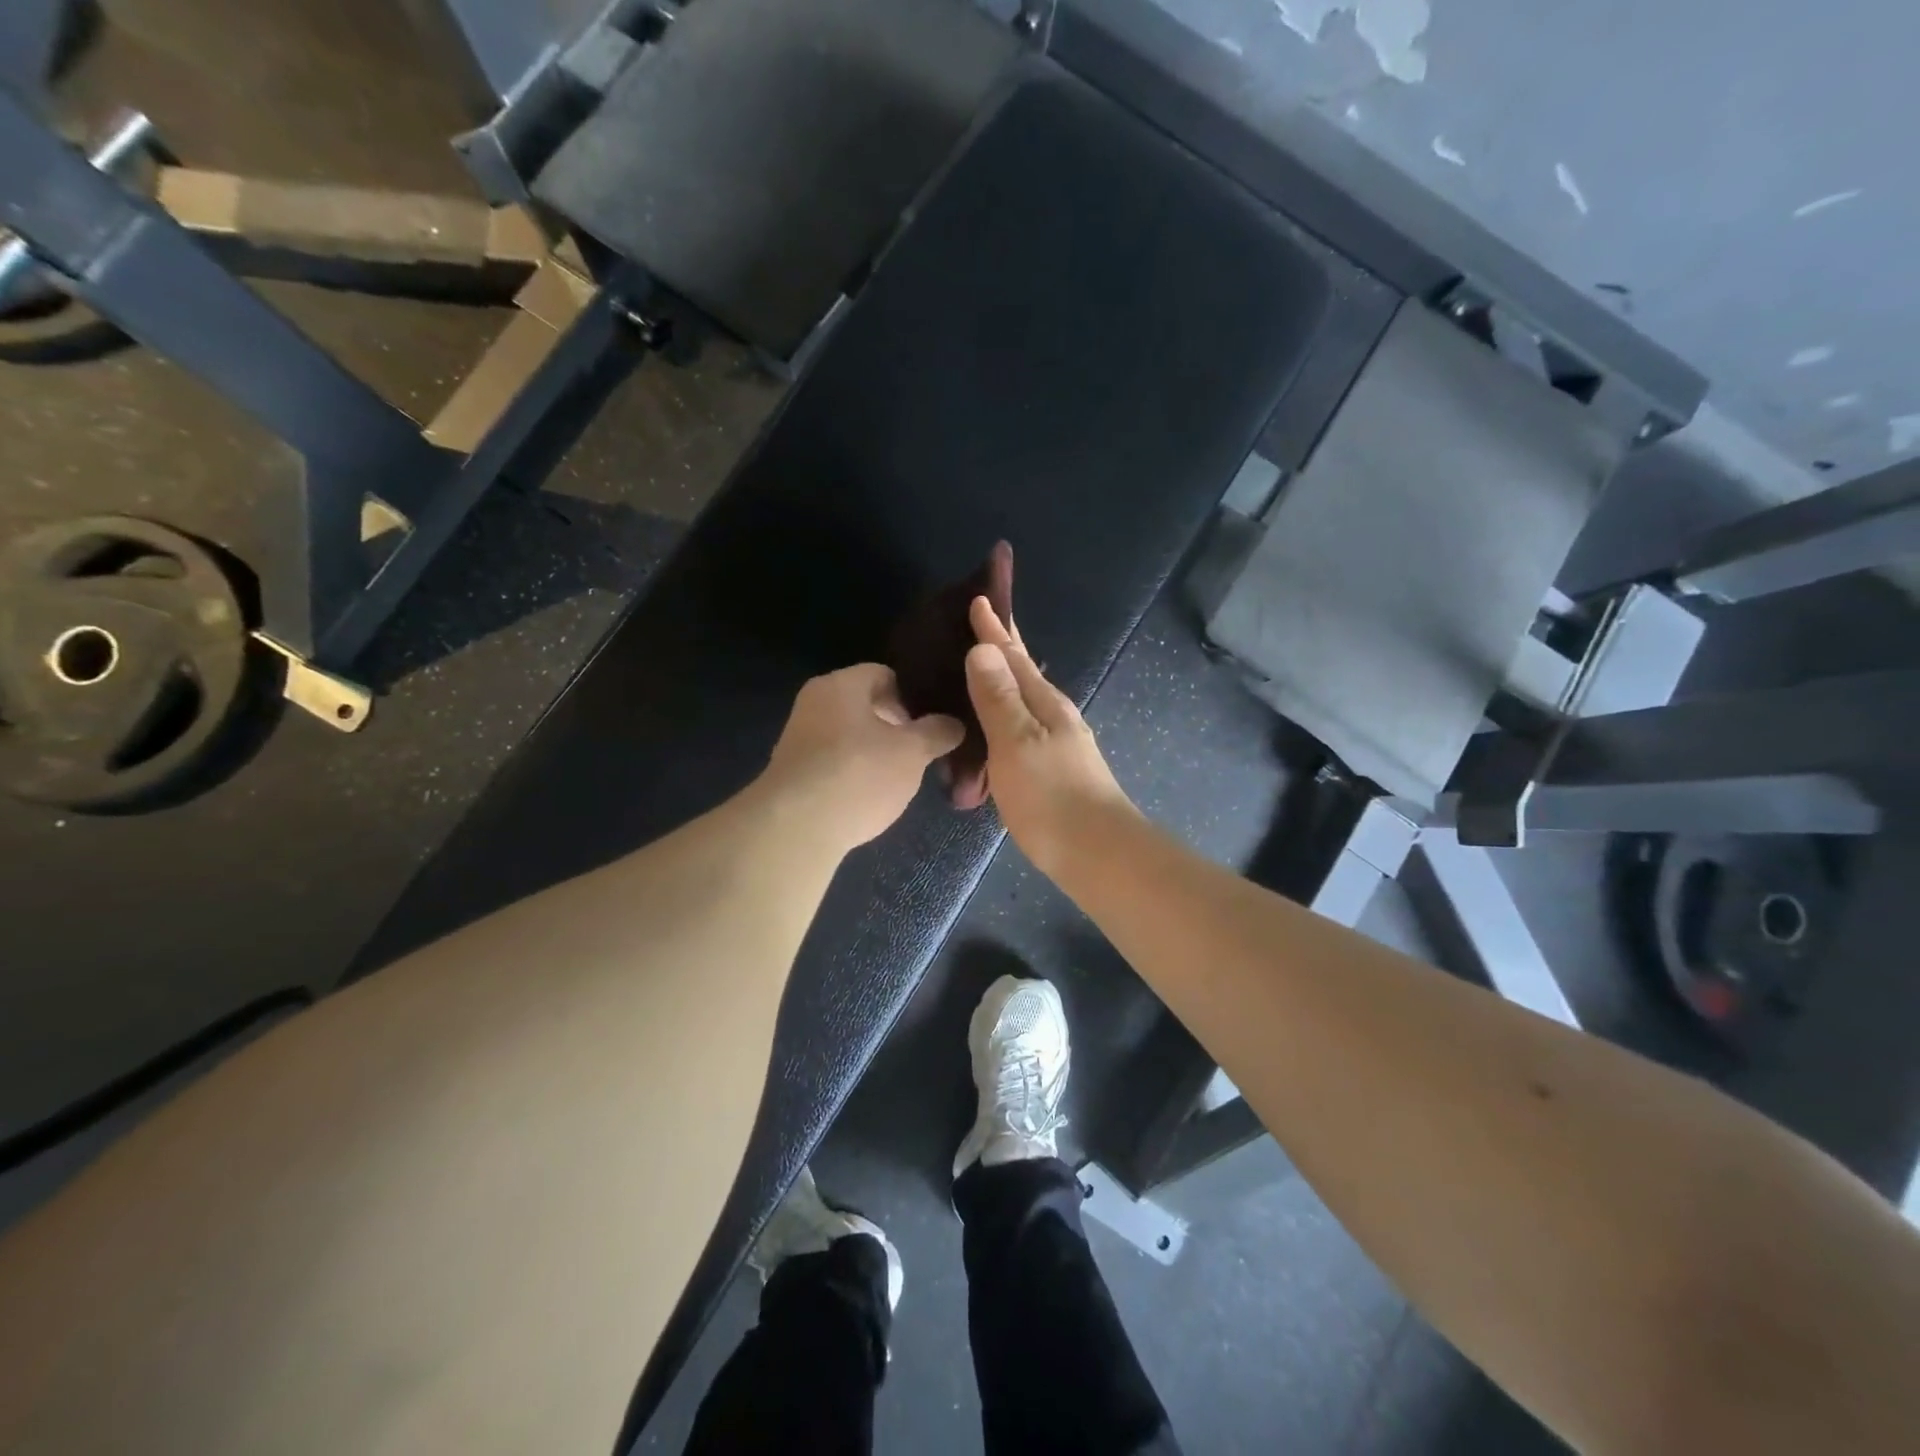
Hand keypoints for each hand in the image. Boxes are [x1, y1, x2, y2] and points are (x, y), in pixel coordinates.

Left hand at [762, 664, 964, 851]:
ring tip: (902, 777)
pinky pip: (834, 763)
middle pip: (866, 705)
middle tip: (924, 750)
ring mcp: (799, 738)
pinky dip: (855, 773)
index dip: (914, 696)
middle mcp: (814, 703)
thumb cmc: (859, 775)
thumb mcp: (911, 752)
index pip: (885, 674)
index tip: (935, 721)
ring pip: (850, 736)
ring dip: (876, 752)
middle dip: (897, 726)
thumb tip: (954, 724)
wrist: (796, 829)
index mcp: (840, 684)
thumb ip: (936, 732)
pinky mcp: (793, 773)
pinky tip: (871, 796)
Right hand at [963, 597, 1135, 874]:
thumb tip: (983, 648)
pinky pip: (1019, 729)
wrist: (1097, 854)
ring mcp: (1056, 744)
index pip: (1015, 655)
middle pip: (1023, 672)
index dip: (996, 628)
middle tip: (978, 624)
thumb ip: (998, 697)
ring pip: (1022, 701)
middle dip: (1002, 647)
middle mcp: (1054, 716)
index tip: (980, 598)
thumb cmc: (1051, 796)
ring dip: (1000, 682)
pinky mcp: (1051, 771)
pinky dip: (1001, 718)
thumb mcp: (1017, 741)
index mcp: (1045, 703)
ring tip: (974, 672)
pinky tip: (990, 730)